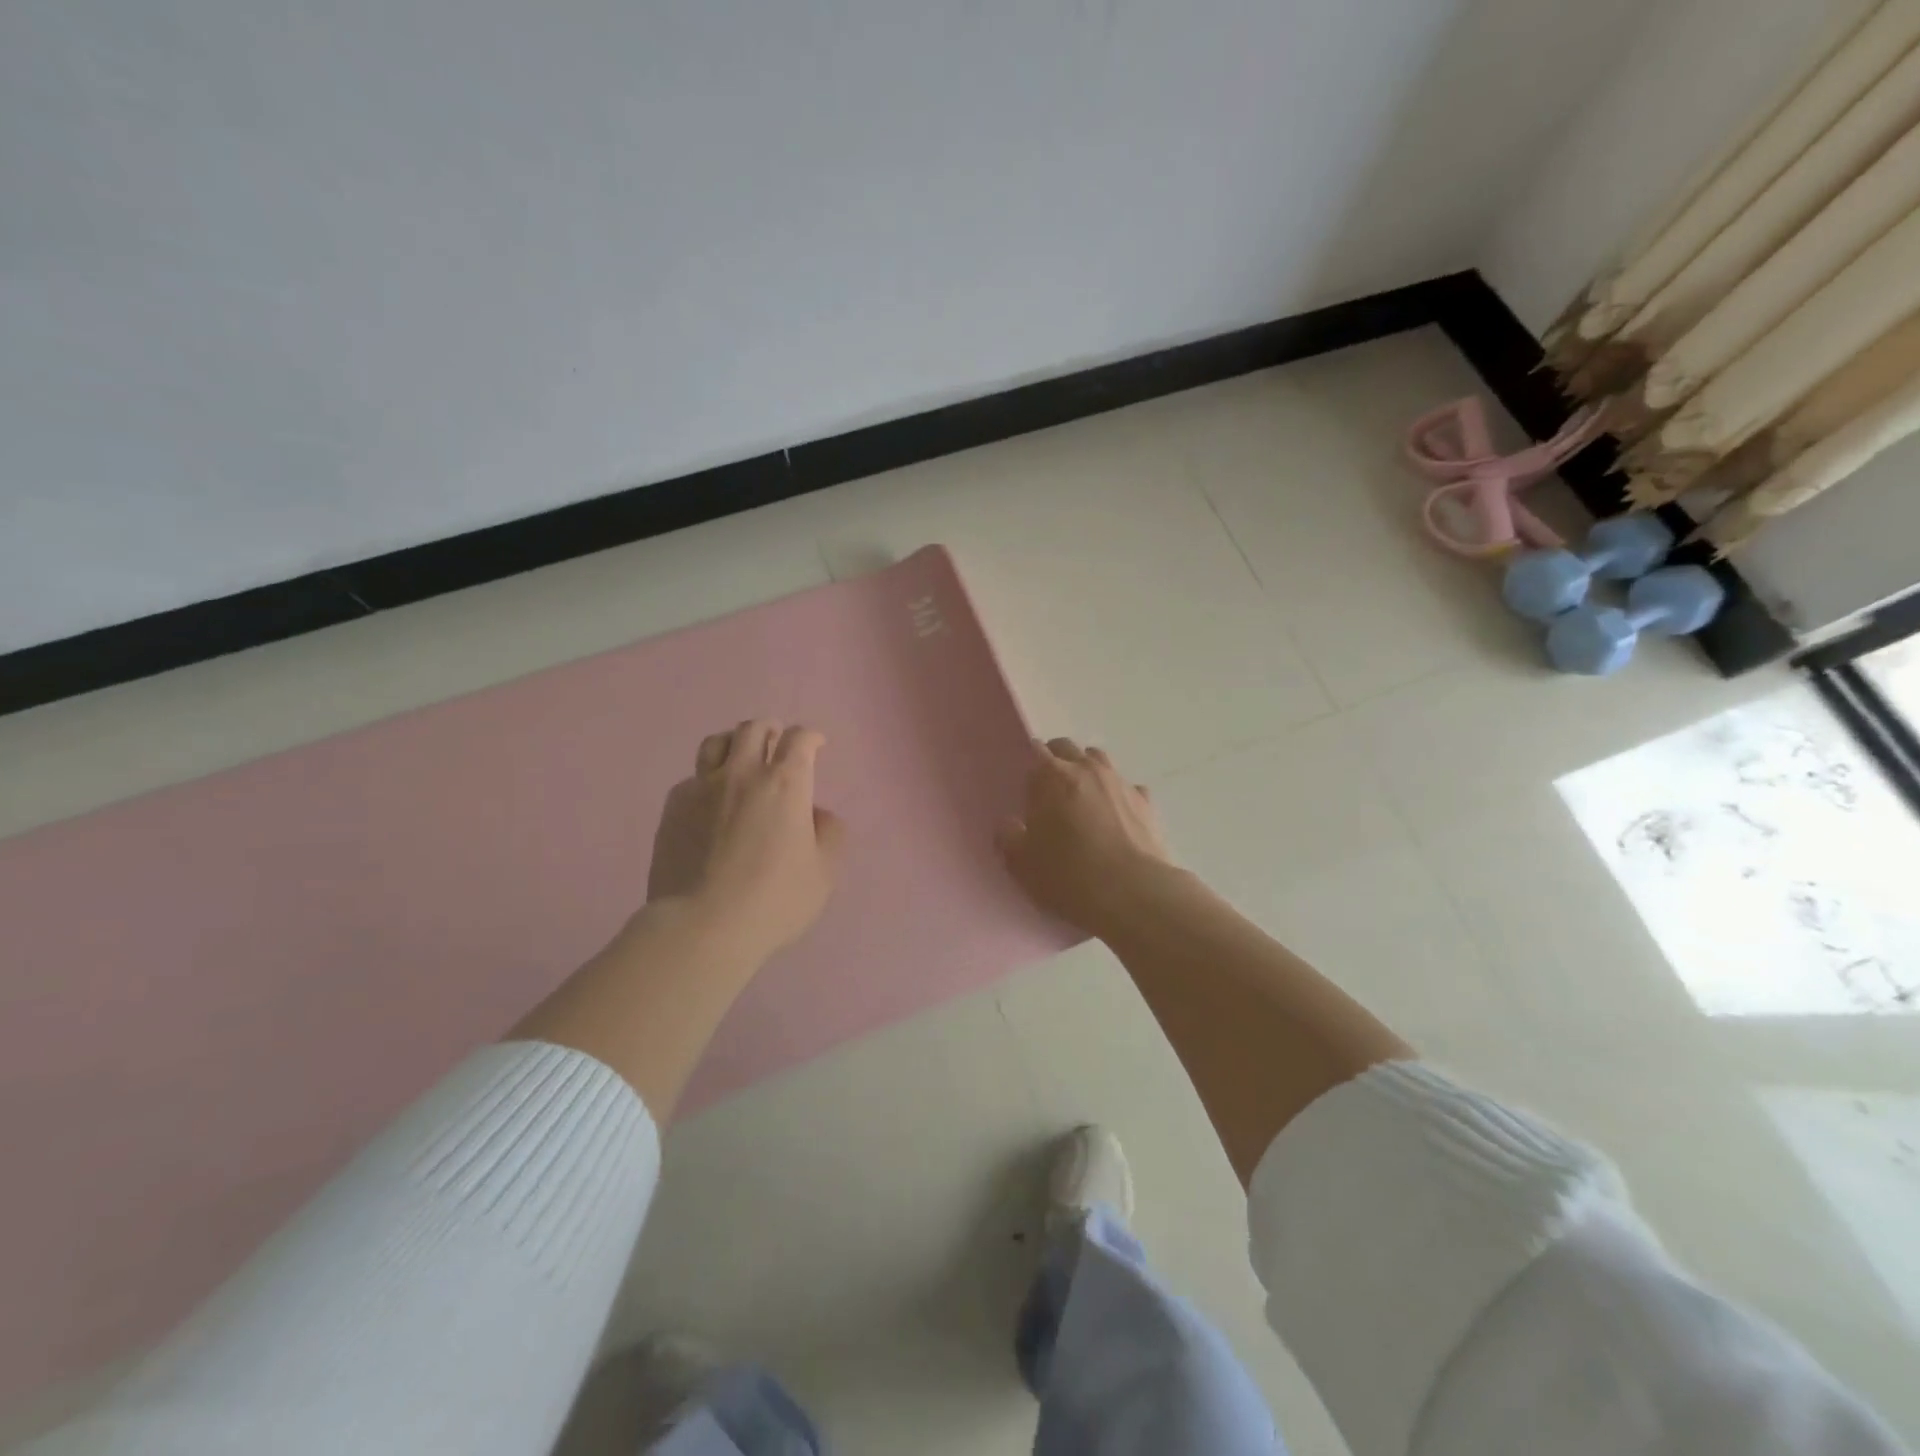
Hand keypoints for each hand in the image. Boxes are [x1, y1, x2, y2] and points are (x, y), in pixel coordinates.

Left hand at [647, 719, 846, 958]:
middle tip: (777, 741)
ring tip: (741, 756)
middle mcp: (743, 773)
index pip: (800, 739)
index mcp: (786, 784)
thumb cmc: (774, 900)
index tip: (816, 744)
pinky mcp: (673, 808)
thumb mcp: (824, 873)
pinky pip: (692, 778)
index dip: (811, 736)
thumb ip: (829, 834)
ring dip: (735, 742)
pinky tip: (710, 800)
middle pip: (754, 729)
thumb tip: (816, 814)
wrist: (702, 925)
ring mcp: (702, 788)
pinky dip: (707, 779)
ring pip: (716, 743)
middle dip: (771, 729)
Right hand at [996, 737, 1173, 936]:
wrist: (1133, 893)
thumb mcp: (1022, 864)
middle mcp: (1087, 769)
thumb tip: (1009, 825)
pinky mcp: (1147, 802)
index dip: (1029, 764)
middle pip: (1068, 748)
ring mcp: (1120, 782)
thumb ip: (1008, 838)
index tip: (1026, 786)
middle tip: (1050, 792)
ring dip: (1088, 771)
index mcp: (1052, 776)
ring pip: (1099, 760)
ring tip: (1082, 799)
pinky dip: (1118, 795)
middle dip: (1056, 761)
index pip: (1035, 750)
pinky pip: (1128, 787)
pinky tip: (1116, 817)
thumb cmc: (1069, 875)